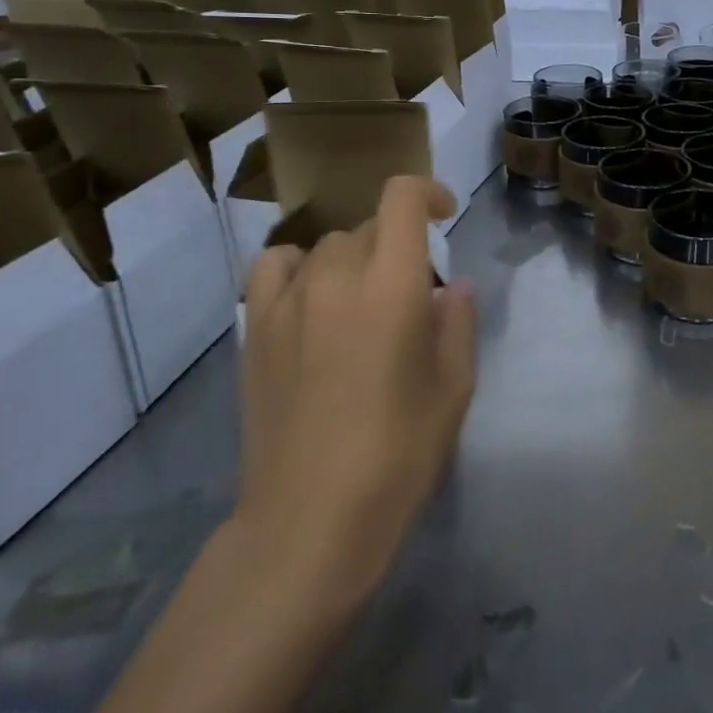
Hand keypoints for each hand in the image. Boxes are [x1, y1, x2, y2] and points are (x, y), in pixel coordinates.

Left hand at [235, 176, 475, 609]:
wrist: (310, 520)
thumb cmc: (398, 455)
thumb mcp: (453, 388)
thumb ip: (458, 323)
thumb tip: (454, 287)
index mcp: (392, 285)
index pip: (401, 198)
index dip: (427, 192)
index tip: (444, 214)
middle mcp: (336, 277)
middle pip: (368, 227)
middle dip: (397, 245)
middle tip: (411, 295)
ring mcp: (287, 301)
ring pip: (326, 246)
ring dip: (354, 259)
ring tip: (361, 302)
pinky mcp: (254, 329)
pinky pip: (273, 267)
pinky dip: (297, 267)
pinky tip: (310, 298)